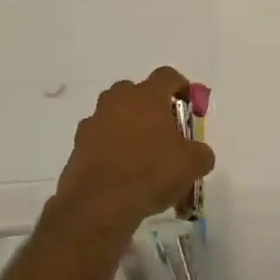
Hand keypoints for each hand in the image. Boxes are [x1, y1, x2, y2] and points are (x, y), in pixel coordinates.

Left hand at [51, 67, 215, 236]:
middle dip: (151, 108)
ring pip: (115, 114)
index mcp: (147, 96)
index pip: (167, 75)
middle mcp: (117, 100)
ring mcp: (94, 121)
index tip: (190, 106)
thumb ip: (201, 152)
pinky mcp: (78, 144)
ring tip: (142, 156)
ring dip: (128, 127)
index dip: (182, 87)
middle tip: (164, 133)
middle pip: (136, 92)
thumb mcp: (193, 164)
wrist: (101, 203)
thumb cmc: (152, 173)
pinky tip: (121, 172)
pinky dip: (111, 148)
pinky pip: (100, 138)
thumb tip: (198, 153)